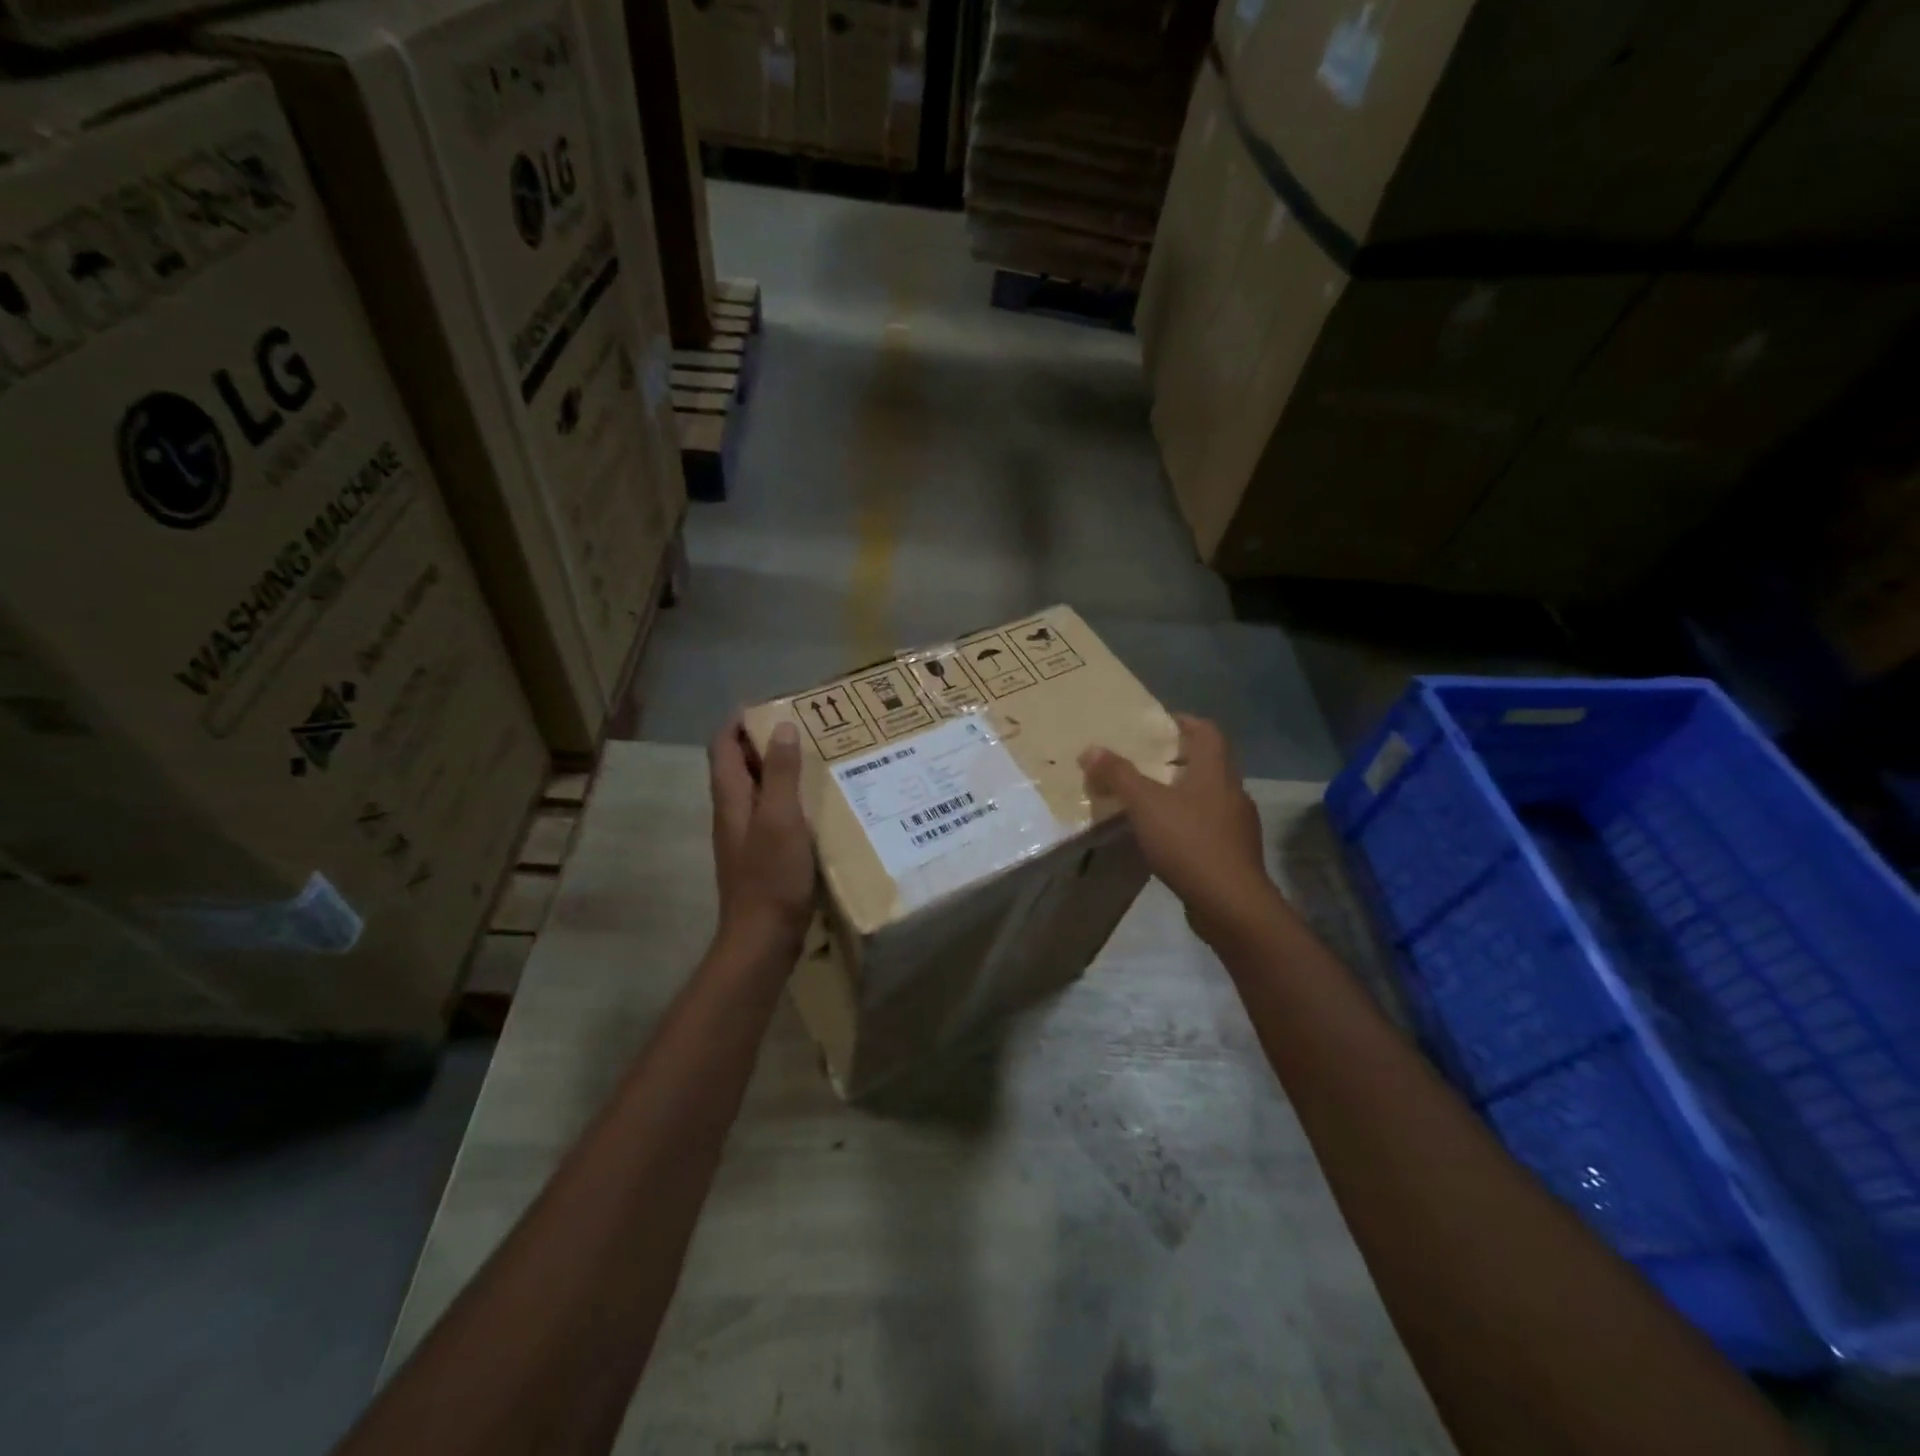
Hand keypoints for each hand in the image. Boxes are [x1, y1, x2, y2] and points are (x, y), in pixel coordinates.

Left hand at [708, 716, 814, 951]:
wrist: (763, 939)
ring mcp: (745, 835)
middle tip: (805, 727)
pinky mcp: (761, 854)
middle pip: (739, 764)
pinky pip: (771, 812)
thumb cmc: (771, 877)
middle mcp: (732, 811)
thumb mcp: (780, 819)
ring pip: (757, 789)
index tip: (772, 704)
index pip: (723, 745)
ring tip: (816, 757)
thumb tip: (781, 727)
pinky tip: (817, 802)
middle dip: (765, 740)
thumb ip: (780, 774)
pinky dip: (789, 797)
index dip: (740, 721)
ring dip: (779, 768)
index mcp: (731, 798)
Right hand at [1080, 714, 1272, 940]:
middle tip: (1145, 761)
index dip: (1184, 721)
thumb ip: (1118, 775)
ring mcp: (1237, 825)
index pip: (1207, 731)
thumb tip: (1090, 748)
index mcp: (1216, 772)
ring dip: (1182, 792)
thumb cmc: (1189, 842)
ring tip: (1150, 799)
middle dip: (1178, 758)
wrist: (1231, 904)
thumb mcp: (1145, 804)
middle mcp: (1232, 792)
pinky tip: (1166, 836)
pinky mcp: (1234, 853)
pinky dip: (1187, 822)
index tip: (1158, 724)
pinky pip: (1208, 825)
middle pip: (1208, 763)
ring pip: (1209, 796)